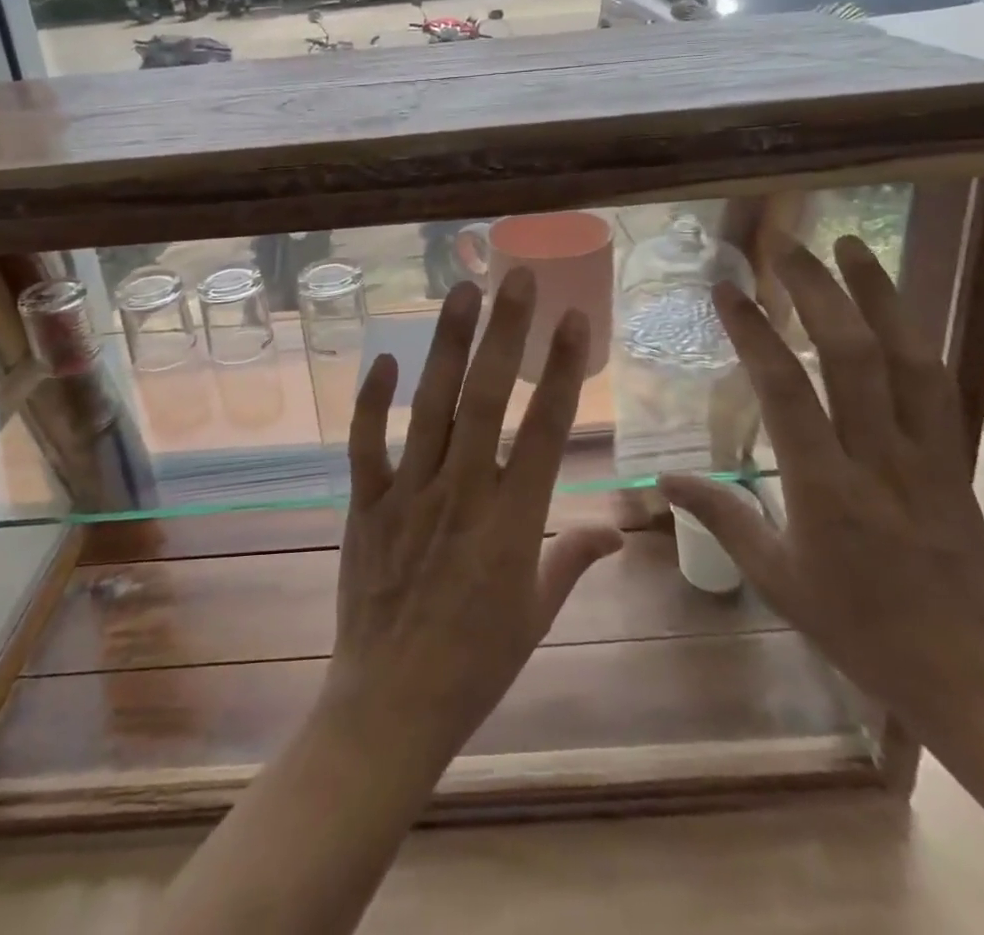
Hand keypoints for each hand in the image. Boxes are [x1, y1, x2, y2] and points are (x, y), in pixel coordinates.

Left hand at [320, 270, 623, 772]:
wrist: (390, 705)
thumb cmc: (475, 664)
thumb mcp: (536, 616)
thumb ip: (573, 560)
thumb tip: (618, 530)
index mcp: (512, 523)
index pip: (544, 431)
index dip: (561, 370)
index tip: (574, 318)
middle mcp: (461, 495)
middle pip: (485, 401)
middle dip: (504, 334)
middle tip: (516, 277)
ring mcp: (408, 496)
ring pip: (429, 408)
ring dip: (446, 346)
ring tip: (461, 292)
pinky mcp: (365, 505)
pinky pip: (366, 445)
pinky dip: (372, 401)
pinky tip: (385, 358)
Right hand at [660, 236, 983, 749]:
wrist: (973, 674)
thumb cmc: (859, 628)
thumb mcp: (777, 578)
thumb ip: (721, 516)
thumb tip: (663, 477)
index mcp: (824, 487)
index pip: (785, 389)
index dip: (754, 331)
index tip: (727, 289)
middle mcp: (878, 456)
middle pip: (850, 354)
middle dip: (817, 289)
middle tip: (786, 244)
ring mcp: (927, 453)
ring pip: (906, 357)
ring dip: (877, 294)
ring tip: (850, 245)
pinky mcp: (957, 458)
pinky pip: (937, 383)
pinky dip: (914, 334)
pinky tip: (895, 307)